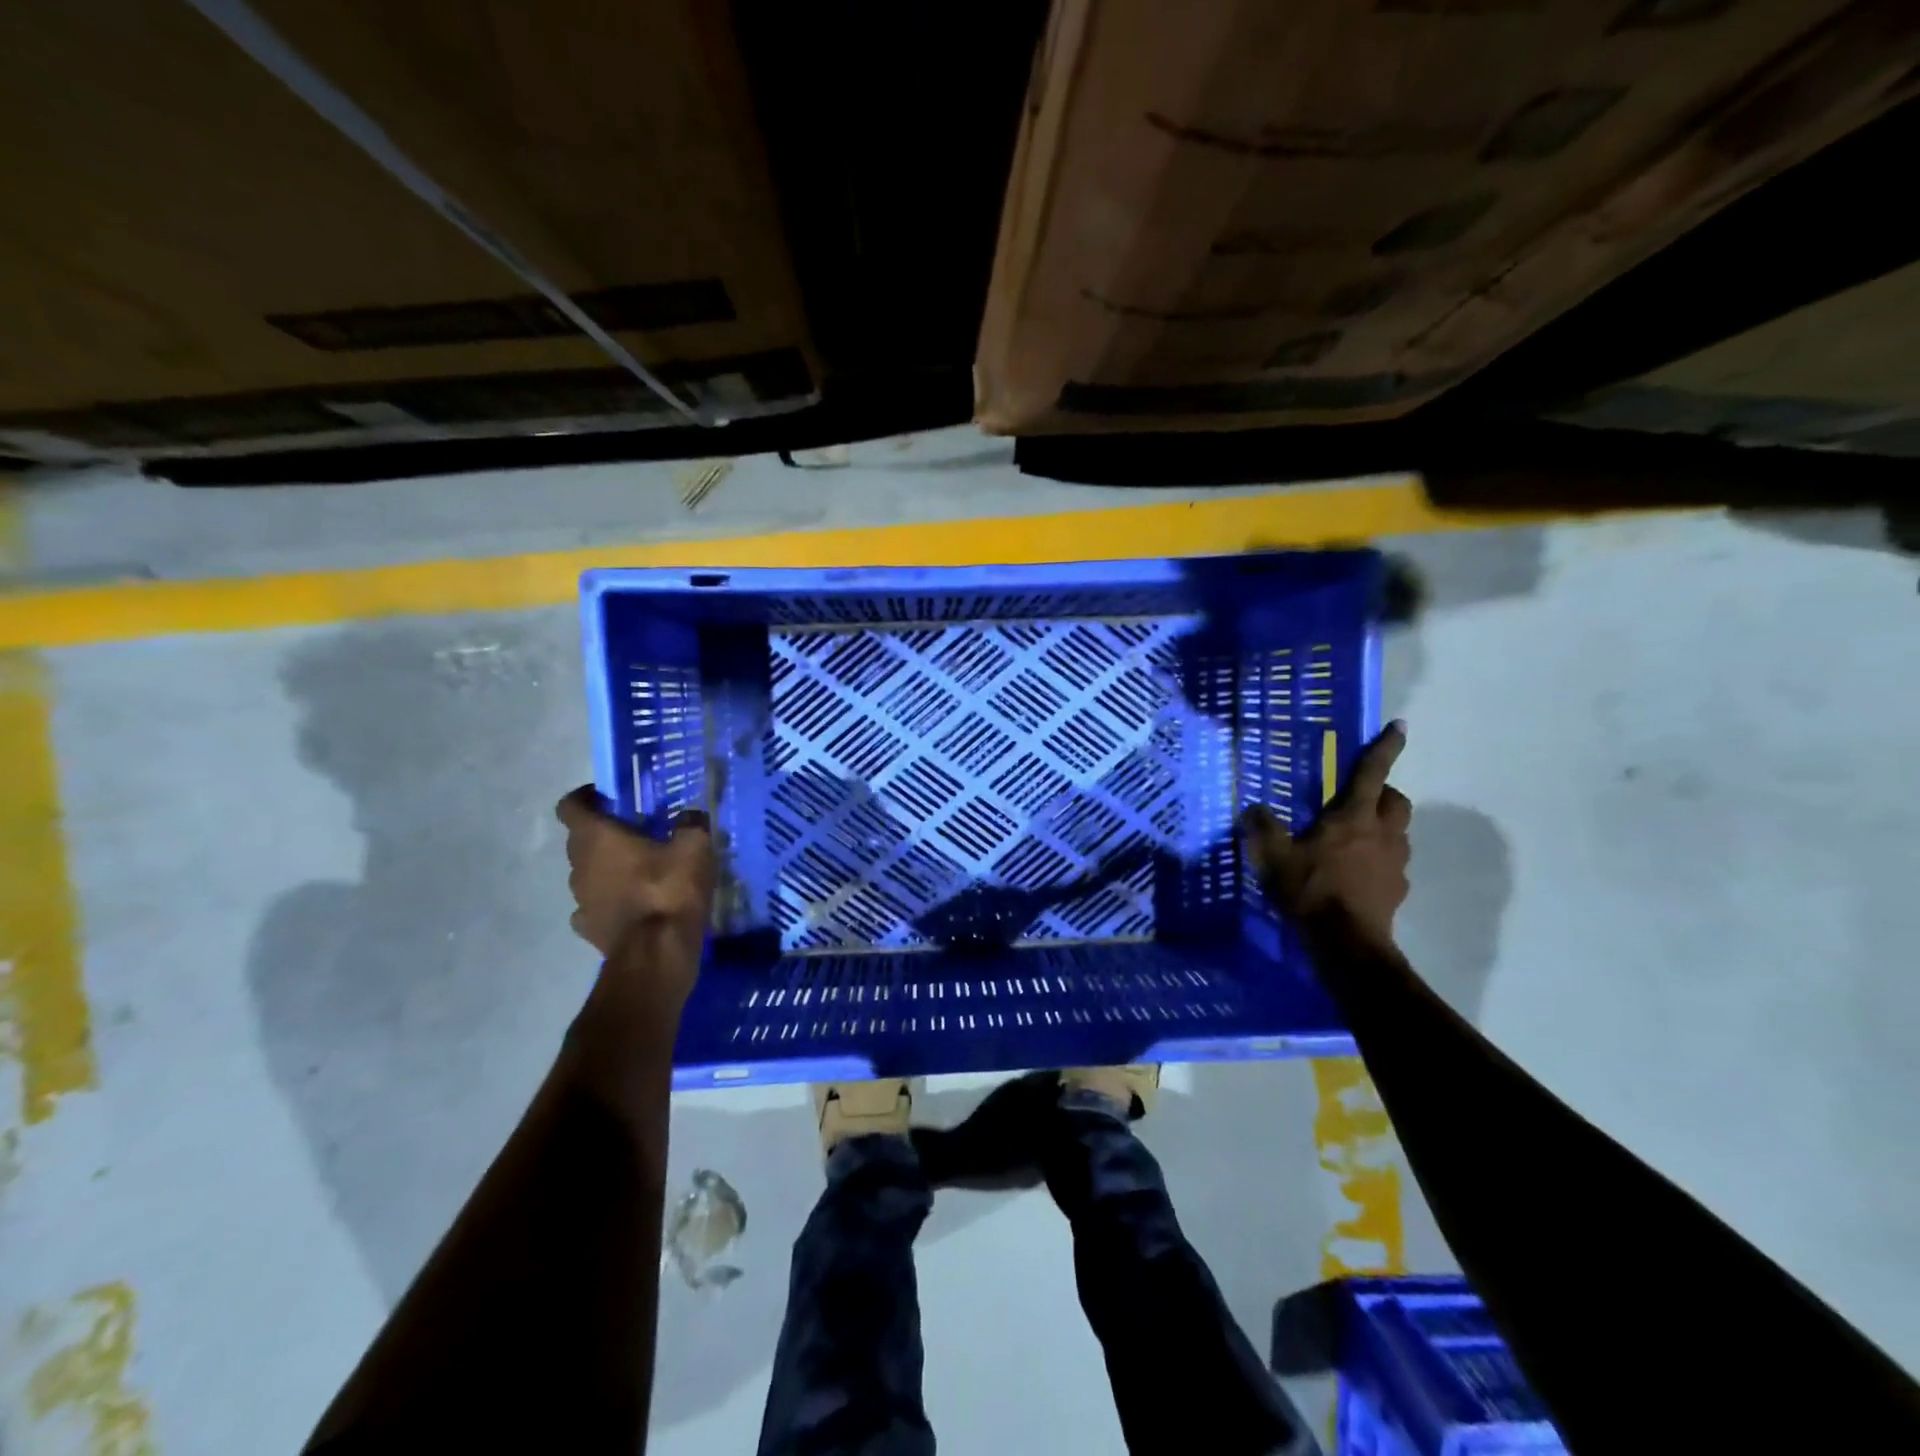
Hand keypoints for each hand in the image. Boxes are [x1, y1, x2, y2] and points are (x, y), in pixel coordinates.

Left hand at [556, 787, 714, 989]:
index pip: (570, 805)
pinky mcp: (589, 930)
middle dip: (603, 833)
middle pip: (579, 840)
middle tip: (637, 831)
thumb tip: (690, 815)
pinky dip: (610, 901)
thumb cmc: (669, 891)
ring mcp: (580, 901)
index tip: (608, 797)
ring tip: (642, 870)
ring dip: (607, 868)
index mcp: (597, 837)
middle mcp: (579, 865)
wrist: (657, 956)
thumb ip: (691, 824)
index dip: (586, 797)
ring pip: (587, 873)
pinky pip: (595, 906)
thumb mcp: (695, 848)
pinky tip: (634, 905)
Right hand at [1243, 721, 1411, 946]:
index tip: (1400, 726)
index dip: (1385, 748)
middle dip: (1384, 793)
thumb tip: (1253, 808)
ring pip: (1398, 832)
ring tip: (1355, 837)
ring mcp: (1395, 863)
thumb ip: (1262, 828)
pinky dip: (1379, 859)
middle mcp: (1383, 833)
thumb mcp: (1273, 856)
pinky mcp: (1397, 890)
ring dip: (1383, 826)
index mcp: (1354, 817)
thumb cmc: (1311, 889)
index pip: (1373, 773)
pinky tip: (1357, 873)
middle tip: (1360, 798)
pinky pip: (1393, 863)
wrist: (1346, 943)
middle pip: (1397, 801)